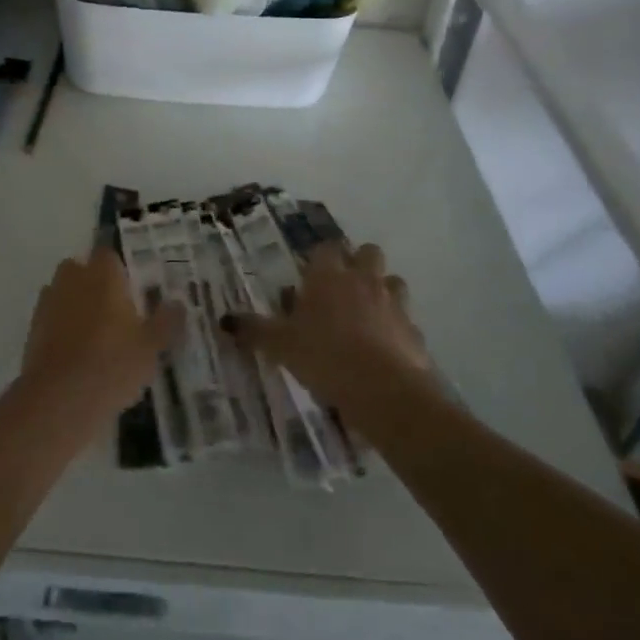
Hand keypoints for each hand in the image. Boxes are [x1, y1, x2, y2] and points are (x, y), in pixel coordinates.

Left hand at [20, 248, 183, 420]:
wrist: (59, 399)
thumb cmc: (112, 364)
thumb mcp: (151, 347)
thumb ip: (166, 321)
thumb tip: (178, 303)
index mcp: (102, 274)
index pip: (109, 254)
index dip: (119, 270)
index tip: (132, 290)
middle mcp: (72, 278)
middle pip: (82, 269)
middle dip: (95, 284)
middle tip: (115, 312)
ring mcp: (48, 301)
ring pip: (64, 292)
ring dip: (76, 304)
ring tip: (96, 336)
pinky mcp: (33, 327)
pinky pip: (52, 317)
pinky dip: (62, 327)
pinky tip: (76, 354)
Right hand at [223, 242, 433, 414]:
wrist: (384, 391)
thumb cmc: (324, 356)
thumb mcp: (280, 345)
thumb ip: (255, 331)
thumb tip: (225, 321)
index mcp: (328, 275)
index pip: (326, 248)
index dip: (320, 257)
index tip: (311, 273)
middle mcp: (363, 279)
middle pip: (368, 252)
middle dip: (358, 263)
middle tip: (341, 287)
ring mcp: (393, 303)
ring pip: (392, 280)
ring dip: (382, 290)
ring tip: (366, 314)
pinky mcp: (414, 330)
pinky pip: (405, 319)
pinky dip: (396, 327)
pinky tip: (384, 347)